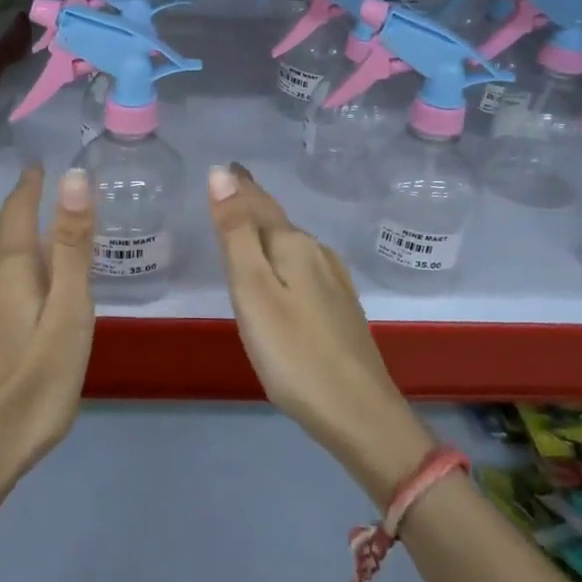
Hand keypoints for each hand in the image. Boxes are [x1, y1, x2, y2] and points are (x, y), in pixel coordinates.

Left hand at [0, 166, 95, 485]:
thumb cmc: (34, 384)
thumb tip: (74, 177)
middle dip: (19, 207)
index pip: (17, 207)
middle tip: (46, 194)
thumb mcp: (69, 313)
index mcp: (7, 266)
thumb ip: (71, 245)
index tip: (42, 164)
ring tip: (31, 233)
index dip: (30, 183)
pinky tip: (5, 285)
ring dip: (6, 235)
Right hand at [207, 164, 432, 504]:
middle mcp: (319, 255)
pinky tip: (285, 275)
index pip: (259, 204)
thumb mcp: (253, 290)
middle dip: (254, 207)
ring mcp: (335, 283)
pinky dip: (286, 261)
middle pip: (277, 223)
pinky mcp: (342, 310)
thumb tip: (222, 172)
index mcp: (294, 245)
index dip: (240, 187)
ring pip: (293, 247)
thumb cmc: (294, 353)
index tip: (227, 167)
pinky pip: (305, 270)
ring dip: (270, 234)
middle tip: (232, 194)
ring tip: (250, 228)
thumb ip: (236, 232)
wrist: (359, 414)